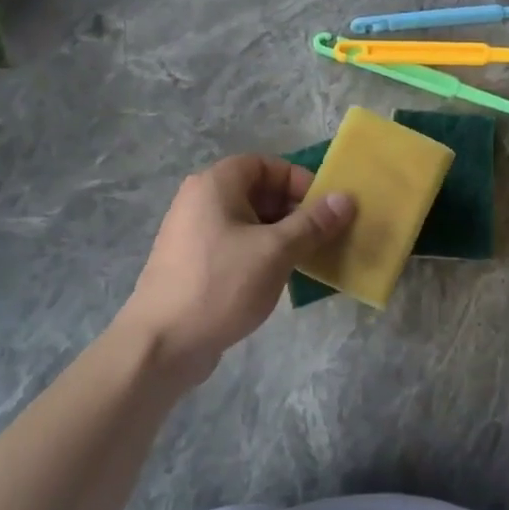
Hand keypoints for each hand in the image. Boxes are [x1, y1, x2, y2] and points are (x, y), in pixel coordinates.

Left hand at [122, 155, 354, 387]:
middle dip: (294, 210)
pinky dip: (260, 253)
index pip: (265, 165)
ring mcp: (193, 233)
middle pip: (257, 191)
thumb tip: (346, 198)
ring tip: (306, 259)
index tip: (323, 209)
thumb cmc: (221, 285)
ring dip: (280, 234)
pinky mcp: (193, 263)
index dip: (298, 181)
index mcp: (215, 184)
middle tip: (321, 236)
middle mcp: (200, 200)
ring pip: (248, 221)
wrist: (162, 344)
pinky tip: (278, 278)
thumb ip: (313, 223)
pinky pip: (235, 244)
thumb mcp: (276, 251)